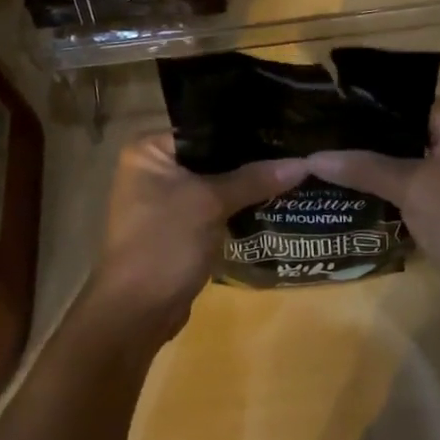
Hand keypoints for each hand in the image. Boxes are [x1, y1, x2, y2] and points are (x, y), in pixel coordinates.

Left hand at [85, 132, 307, 341]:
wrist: (137, 314)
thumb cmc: (165, 243)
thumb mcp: (210, 203)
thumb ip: (254, 179)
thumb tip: (303, 162)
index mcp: (148, 150)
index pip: (204, 126)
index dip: (243, 128)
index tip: (282, 125)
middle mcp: (152, 169)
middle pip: (211, 155)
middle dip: (248, 158)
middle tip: (293, 148)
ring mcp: (164, 201)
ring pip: (214, 183)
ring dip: (245, 184)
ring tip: (291, 171)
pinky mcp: (178, 228)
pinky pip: (213, 207)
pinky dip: (236, 207)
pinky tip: (272, 200)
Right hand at [307, 100, 439, 299]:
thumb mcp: (411, 186)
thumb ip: (363, 166)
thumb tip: (311, 158)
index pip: (407, 103)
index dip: (368, 108)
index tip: (329, 112)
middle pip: (406, 131)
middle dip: (367, 139)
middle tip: (322, 138)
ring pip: (408, 160)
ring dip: (376, 165)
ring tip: (329, 161)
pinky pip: (415, 185)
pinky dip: (389, 187)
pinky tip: (353, 189)